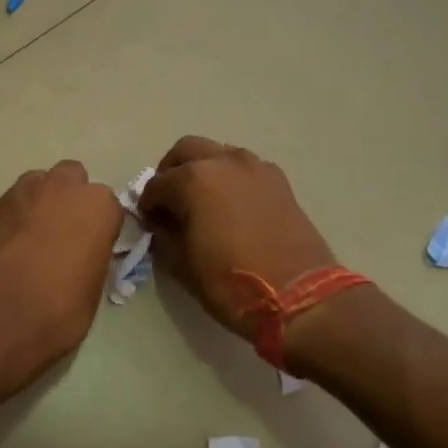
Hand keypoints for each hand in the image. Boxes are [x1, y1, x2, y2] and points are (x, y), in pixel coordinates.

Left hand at [0, 161, 123, 382]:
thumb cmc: (58, 307)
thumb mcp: (92, 289)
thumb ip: (91, 258)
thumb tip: (80, 257)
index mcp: (98, 206)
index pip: (109, 208)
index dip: (100, 228)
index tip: (92, 249)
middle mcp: (63, 187)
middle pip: (72, 179)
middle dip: (70, 199)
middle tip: (63, 235)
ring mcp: (24, 191)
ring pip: (39, 185)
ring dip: (40, 203)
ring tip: (33, 239)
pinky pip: (13, 203)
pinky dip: (15, 218)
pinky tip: (10, 246)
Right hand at [139, 137, 340, 344]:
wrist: (300, 297)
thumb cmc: (231, 282)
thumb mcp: (182, 264)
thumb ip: (163, 235)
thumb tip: (161, 222)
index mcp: (193, 179)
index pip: (156, 184)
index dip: (148, 204)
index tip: (149, 222)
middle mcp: (224, 162)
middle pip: (186, 151)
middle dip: (171, 171)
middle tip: (169, 200)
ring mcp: (255, 167)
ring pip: (218, 153)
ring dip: (202, 169)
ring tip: (201, 202)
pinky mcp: (279, 181)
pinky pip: (244, 168)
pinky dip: (230, 178)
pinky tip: (230, 206)